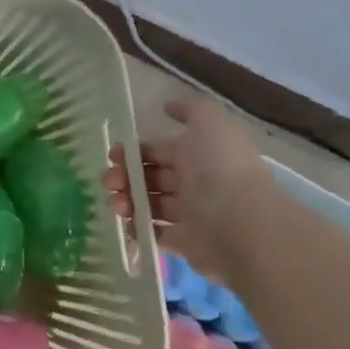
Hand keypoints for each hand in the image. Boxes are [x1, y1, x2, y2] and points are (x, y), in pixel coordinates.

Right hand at [104, 96, 269, 278]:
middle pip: (150, 177)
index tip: (114, 155)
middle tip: (109, 181)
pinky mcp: (185, 241)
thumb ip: (191, 109)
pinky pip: (154, 232)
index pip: (158, 150)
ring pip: (149, 203)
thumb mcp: (211, 123)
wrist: (240, 223)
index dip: (134, 151)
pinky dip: (137, 227)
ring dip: (126, 200)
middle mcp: (194, 182)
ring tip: (116, 204)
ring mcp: (189, 213)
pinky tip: (128, 223)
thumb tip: (168, 107)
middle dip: (124, 176)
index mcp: (198, 154)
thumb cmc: (219, 168)